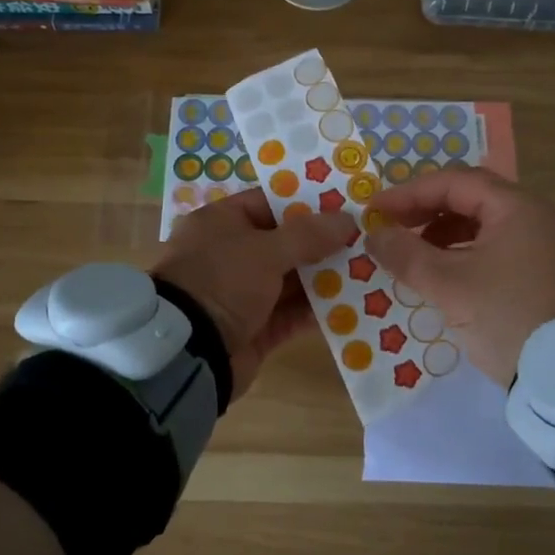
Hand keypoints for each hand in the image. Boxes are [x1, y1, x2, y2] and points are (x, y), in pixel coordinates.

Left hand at [152, 188, 356, 397]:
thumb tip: (348, 219)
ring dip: (324, 278)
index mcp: (221, 223)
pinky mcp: (254, 329)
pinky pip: (290, 314)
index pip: (269, 202)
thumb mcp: (266, 250)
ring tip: (367, 270)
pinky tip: (352, 305)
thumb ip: (308, 235)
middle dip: (322, 243)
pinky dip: (316, 310)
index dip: (307, 203)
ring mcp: (241, 294)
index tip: (345, 205)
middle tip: (365, 239)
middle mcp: (229, 254)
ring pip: (290, 280)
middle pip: (284, 242)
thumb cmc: (222, 282)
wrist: (188, 353)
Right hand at [365, 166, 554, 387]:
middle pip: (467, 198)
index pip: (453, 182)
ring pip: (478, 223)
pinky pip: (489, 246)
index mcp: (514, 206)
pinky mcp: (535, 271)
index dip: (409, 193)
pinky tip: (437, 272)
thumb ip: (407, 255)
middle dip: (424, 209)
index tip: (376, 211)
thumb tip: (374, 235)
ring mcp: (536, 243)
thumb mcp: (450, 285)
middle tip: (390, 226)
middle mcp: (529, 215)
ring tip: (409, 252)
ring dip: (440, 232)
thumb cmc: (506, 315)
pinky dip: (458, 252)